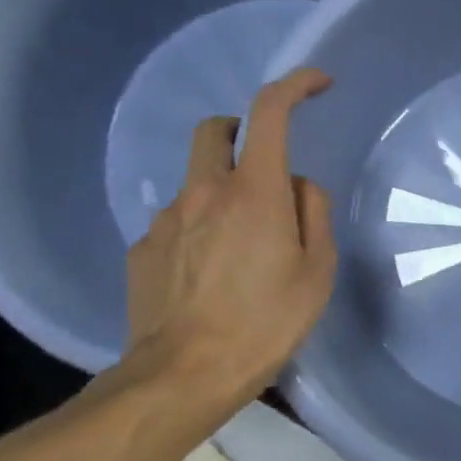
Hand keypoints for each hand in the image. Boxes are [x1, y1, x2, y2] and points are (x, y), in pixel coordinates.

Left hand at [121, 67, 337, 418]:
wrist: (183, 376)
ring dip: (220, 189)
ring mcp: (166, 219)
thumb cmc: (266, 322)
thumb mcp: (317, 271)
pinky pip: (177, 221)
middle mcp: (204, 191)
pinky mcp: (142, 249)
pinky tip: (209, 273)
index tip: (317, 84)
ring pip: (195, 180)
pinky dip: (198, 228)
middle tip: (264, 168)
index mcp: (253, 191)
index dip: (295, 85)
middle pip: (213, 129)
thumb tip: (297, 186)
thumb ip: (312, 213)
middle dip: (240, 131)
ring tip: (241, 244)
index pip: (269, 111)